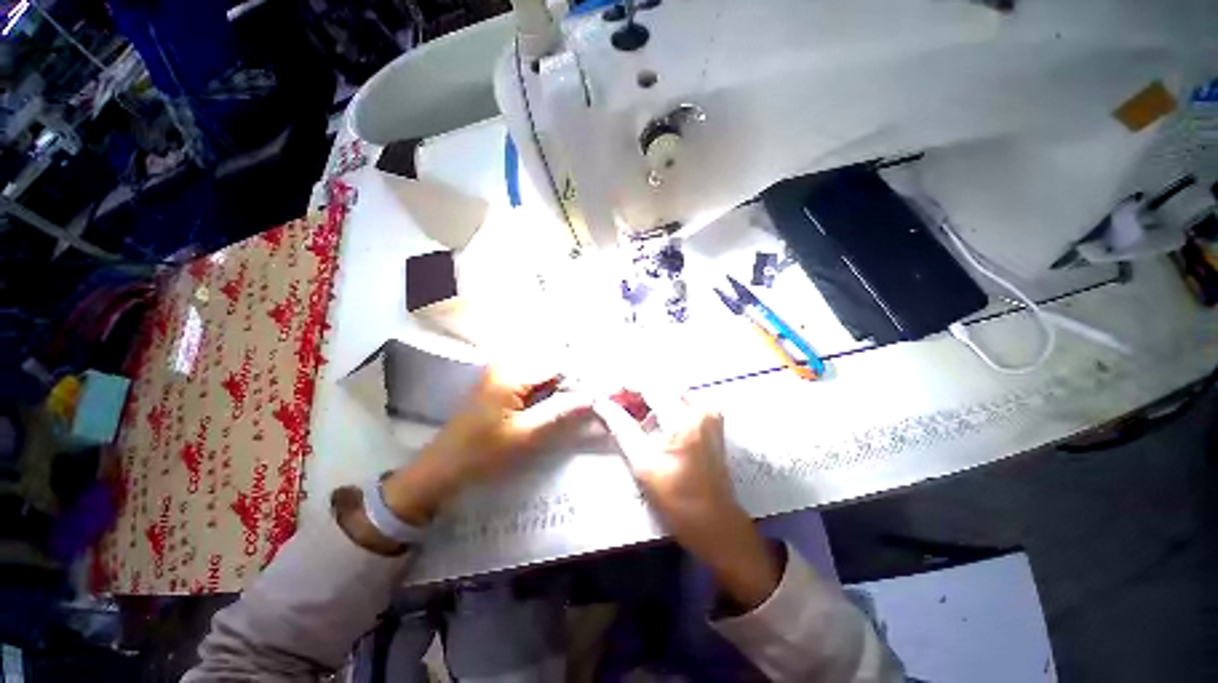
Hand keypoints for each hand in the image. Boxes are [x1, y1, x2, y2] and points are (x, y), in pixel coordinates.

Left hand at [382, 368, 592, 524]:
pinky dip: (549, 389)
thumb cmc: (481, 454)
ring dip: (562, 384)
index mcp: (512, 374)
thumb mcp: (525, 438)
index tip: (599, 391)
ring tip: (579, 401)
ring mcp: (502, 372)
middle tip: (592, 398)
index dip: (581, 376)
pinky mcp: (501, 383)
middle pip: (552, 363)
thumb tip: (593, 397)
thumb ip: (560, 414)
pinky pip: (534, 379)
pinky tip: (558, 403)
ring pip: (545, 371)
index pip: (558, 363)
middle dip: (573, 379)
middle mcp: (507, 365)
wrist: (441, 468)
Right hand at [595, 395, 779, 609]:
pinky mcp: (712, 420)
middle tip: (615, 404)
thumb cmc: (678, 500)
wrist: (716, 523)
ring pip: (671, 391)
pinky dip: (663, 404)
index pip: (650, 387)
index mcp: (686, 420)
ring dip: (649, 397)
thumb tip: (602, 404)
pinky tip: (650, 418)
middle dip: (636, 391)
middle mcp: (703, 407)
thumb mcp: (644, 465)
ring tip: (629, 411)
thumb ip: (622, 428)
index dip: (625, 387)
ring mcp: (711, 412)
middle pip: (661, 385)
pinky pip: (682, 400)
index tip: (606, 394)